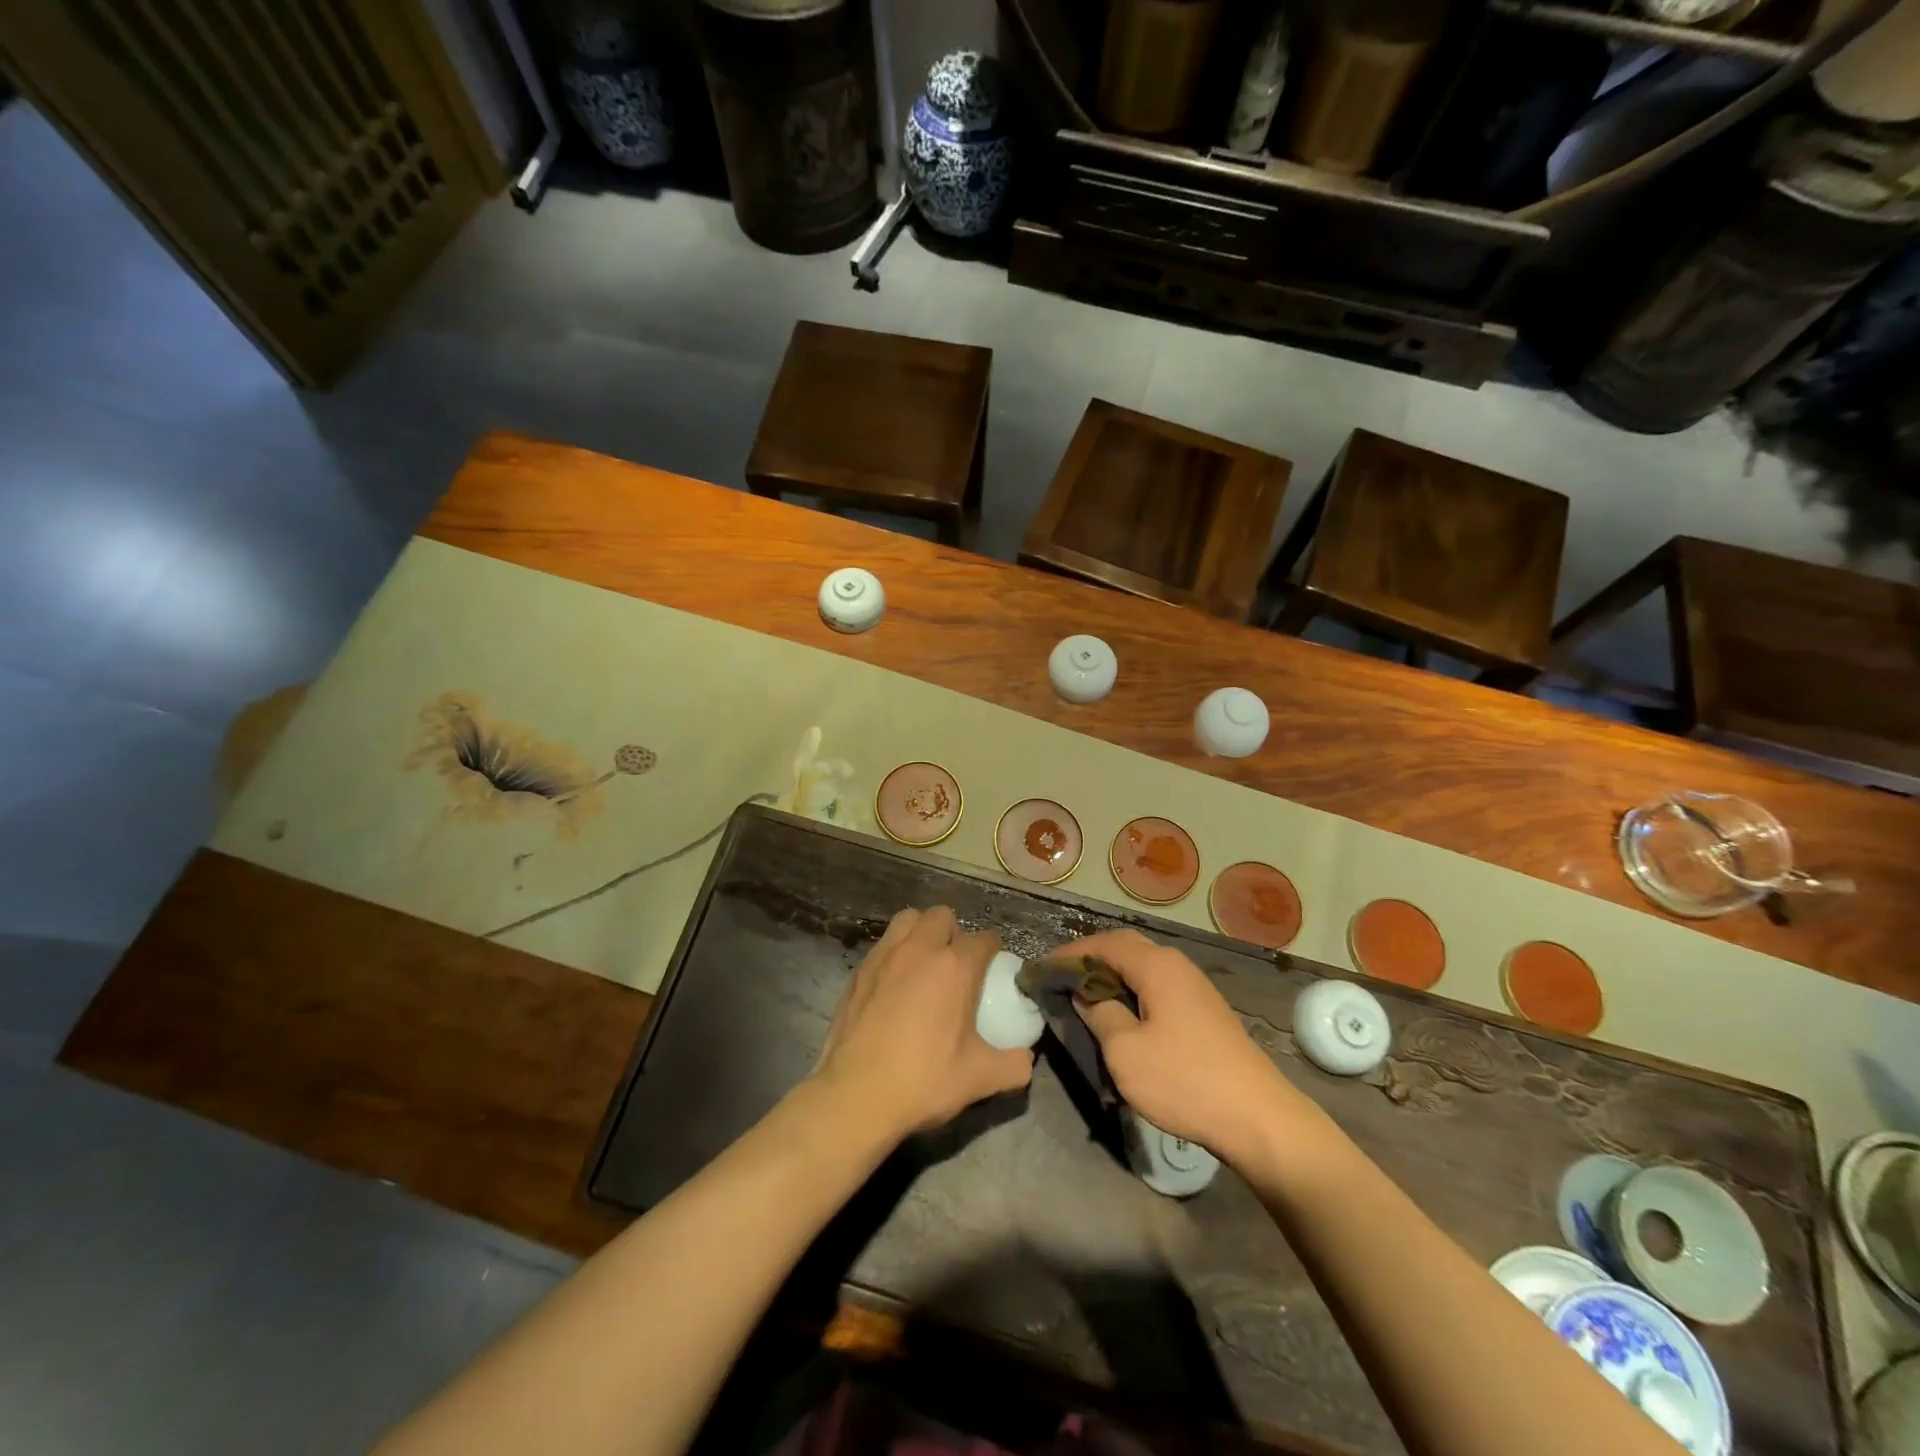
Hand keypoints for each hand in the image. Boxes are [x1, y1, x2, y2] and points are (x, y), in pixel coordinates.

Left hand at [815, 906, 1033, 1139]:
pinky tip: (894, 986)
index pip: (985, 939)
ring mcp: (885, 955)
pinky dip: (894, 953)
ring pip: (908, 920)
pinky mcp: (859, 970)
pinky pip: (883, 945)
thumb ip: (1014, 1064)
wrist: (855, 1095)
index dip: (993, 952)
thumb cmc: (922, 1080)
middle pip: (943, 917)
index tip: (992, 973)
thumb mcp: (980, 1079)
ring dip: (921, 932)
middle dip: (954, 933)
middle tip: (956, 967)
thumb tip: (1026, 1058)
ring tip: (923, 964)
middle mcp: (920, 949)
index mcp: (955, 967)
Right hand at [1064, 929, 1307, 1167]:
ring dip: (1112, 979)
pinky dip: (1133, 994)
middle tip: (1062, 981)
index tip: (1045, 969)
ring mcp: (1195, 989)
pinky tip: (1122, 1019)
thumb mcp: (1125, 1051)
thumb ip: (1099, 1014)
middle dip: (1091, 961)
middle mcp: (1177, 966)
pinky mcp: (1204, 1013)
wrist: (1258, 1119)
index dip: (1072, 953)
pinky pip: (1158, 990)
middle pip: (1126, 950)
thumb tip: (1086, 994)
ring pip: (1143, 970)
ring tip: (1085, 1000)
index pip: (1105, 943)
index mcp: (1157, 966)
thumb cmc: (1184, 1080)